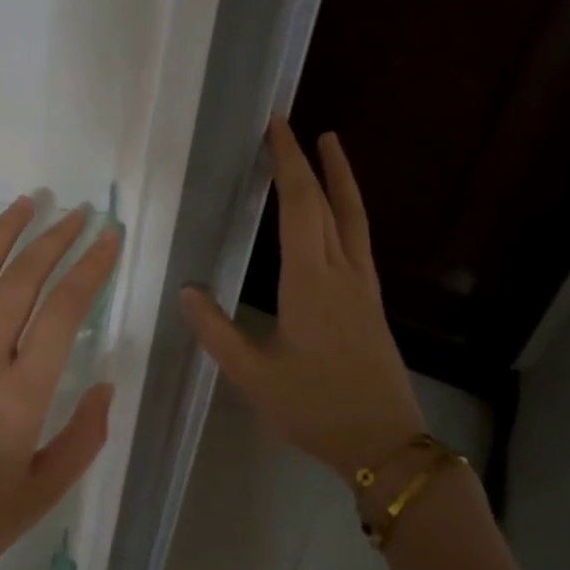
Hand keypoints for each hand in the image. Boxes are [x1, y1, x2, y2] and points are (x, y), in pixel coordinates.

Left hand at [0, 198, 119, 569]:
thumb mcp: (45, 493)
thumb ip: (84, 437)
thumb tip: (106, 383)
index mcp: (20, 398)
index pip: (63, 313)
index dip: (90, 269)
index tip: (109, 238)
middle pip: (21, 284)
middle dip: (54, 241)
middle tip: (77, 214)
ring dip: (0, 236)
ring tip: (26, 204)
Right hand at [181, 117, 425, 481]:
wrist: (383, 443)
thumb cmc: (314, 408)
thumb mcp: (253, 376)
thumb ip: (217, 332)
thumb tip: (186, 291)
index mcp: (310, 283)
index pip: (300, 207)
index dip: (287, 164)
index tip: (276, 127)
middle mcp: (341, 274)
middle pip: (328, 204)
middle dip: (309, 161)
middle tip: (291, 126)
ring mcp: (363, 287)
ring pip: (354, 218)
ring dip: (340, 179)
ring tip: (331, 146)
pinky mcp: (371, 303)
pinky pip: (359, 240)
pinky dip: (348, 211)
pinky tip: (338, 216)